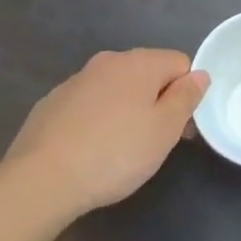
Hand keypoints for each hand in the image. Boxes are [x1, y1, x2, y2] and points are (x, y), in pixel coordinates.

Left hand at [3, 49, 208, 216]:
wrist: (40, 179)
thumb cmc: (114, 154)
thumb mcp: (164, 131)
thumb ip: (186, 98)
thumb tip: (200, 74)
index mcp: (140, 62)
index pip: (180, 63)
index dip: (187, 94)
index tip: (180, 129)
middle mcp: (109, 61)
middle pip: (147, 74)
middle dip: (156, 101)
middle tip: (153, 143)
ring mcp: (77, 80)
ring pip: (116, 89)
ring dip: (125, 110)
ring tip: (119, 151)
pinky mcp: (52, 102)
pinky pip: (88, 104)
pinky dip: (96, 120)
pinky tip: (88, 151)